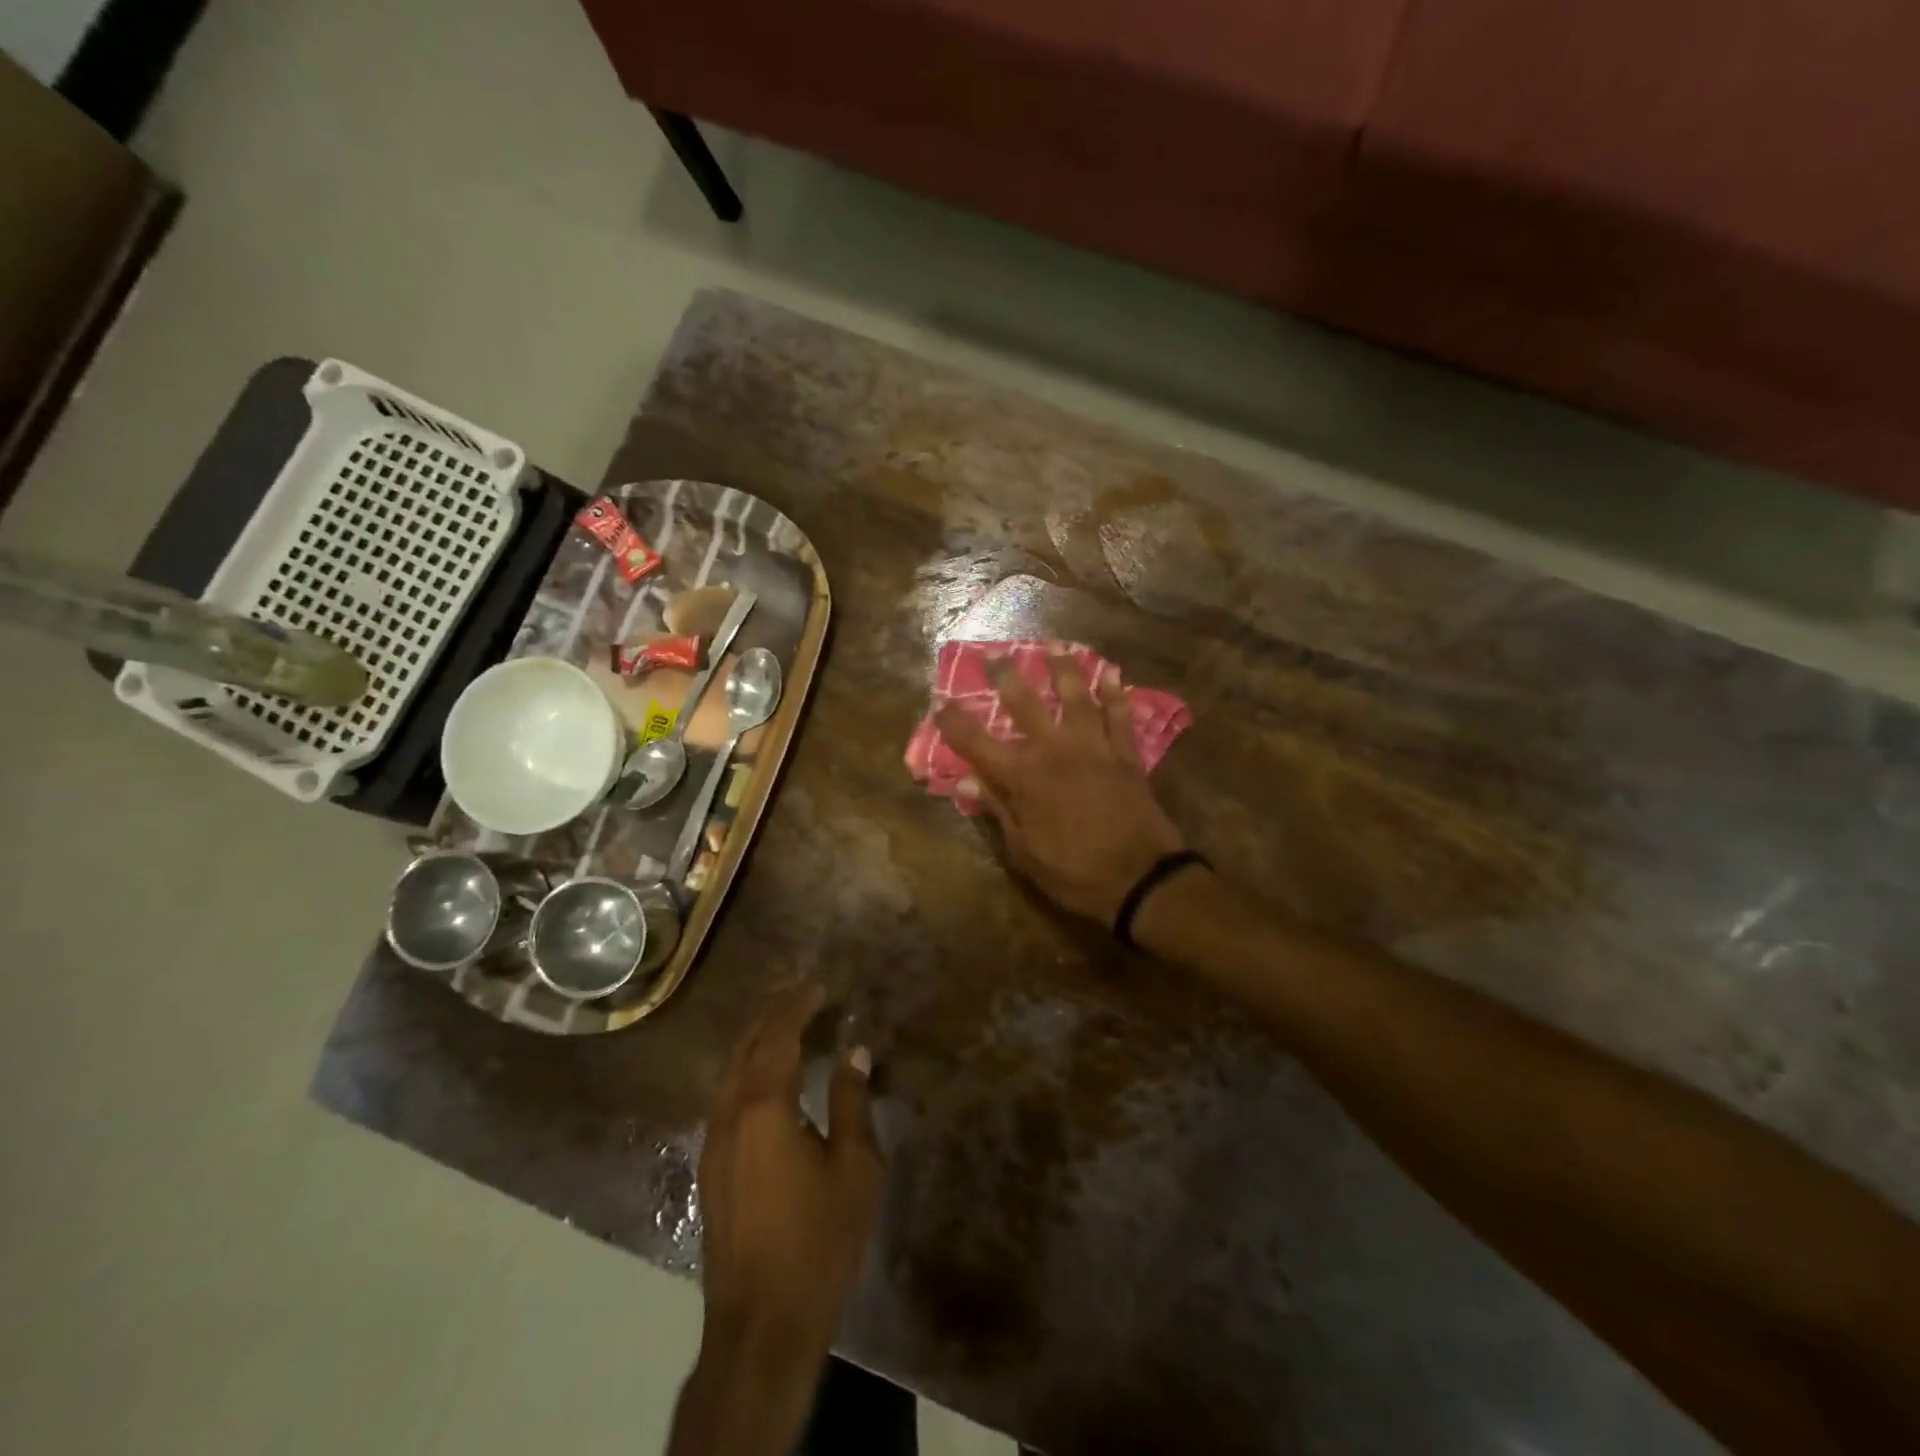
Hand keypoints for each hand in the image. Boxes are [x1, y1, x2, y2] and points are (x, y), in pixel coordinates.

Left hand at [697, 984, 883, 1373]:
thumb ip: (852, 1102)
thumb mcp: (855, 1167)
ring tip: (789, 1028)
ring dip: (757, 1041)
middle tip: (804, 996)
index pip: (778, 1035)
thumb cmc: (819, 1240)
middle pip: (746, 1046)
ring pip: (730, 1072)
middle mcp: (730, 1114)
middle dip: (774, 1014)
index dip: (798, 1005)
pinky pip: (726, 1097)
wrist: (761, 1324)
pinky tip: (768, 1080)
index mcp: (764, 1107)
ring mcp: (713, 1142)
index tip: (820, 984)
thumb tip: (854, 1051)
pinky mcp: (709, 1168)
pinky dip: (748, 1071)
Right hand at [935, 654, 1184, 923]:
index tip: (940, 703)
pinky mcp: (1125, 754)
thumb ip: (997, 810)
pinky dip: (1116, 693)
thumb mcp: (1024, 851)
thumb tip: (965, 783)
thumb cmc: (1075, 872)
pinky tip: (1113, 673)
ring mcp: (1093, 747)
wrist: (1140, 879)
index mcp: (1024, 778)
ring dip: (1064, 668)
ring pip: (1076, 697)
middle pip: (1025, 703)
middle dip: (1006, 675)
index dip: (955, 722)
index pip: (977, 742)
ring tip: (1056, 644)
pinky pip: (1119, 715)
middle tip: (995, 652)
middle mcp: (1055, 750)